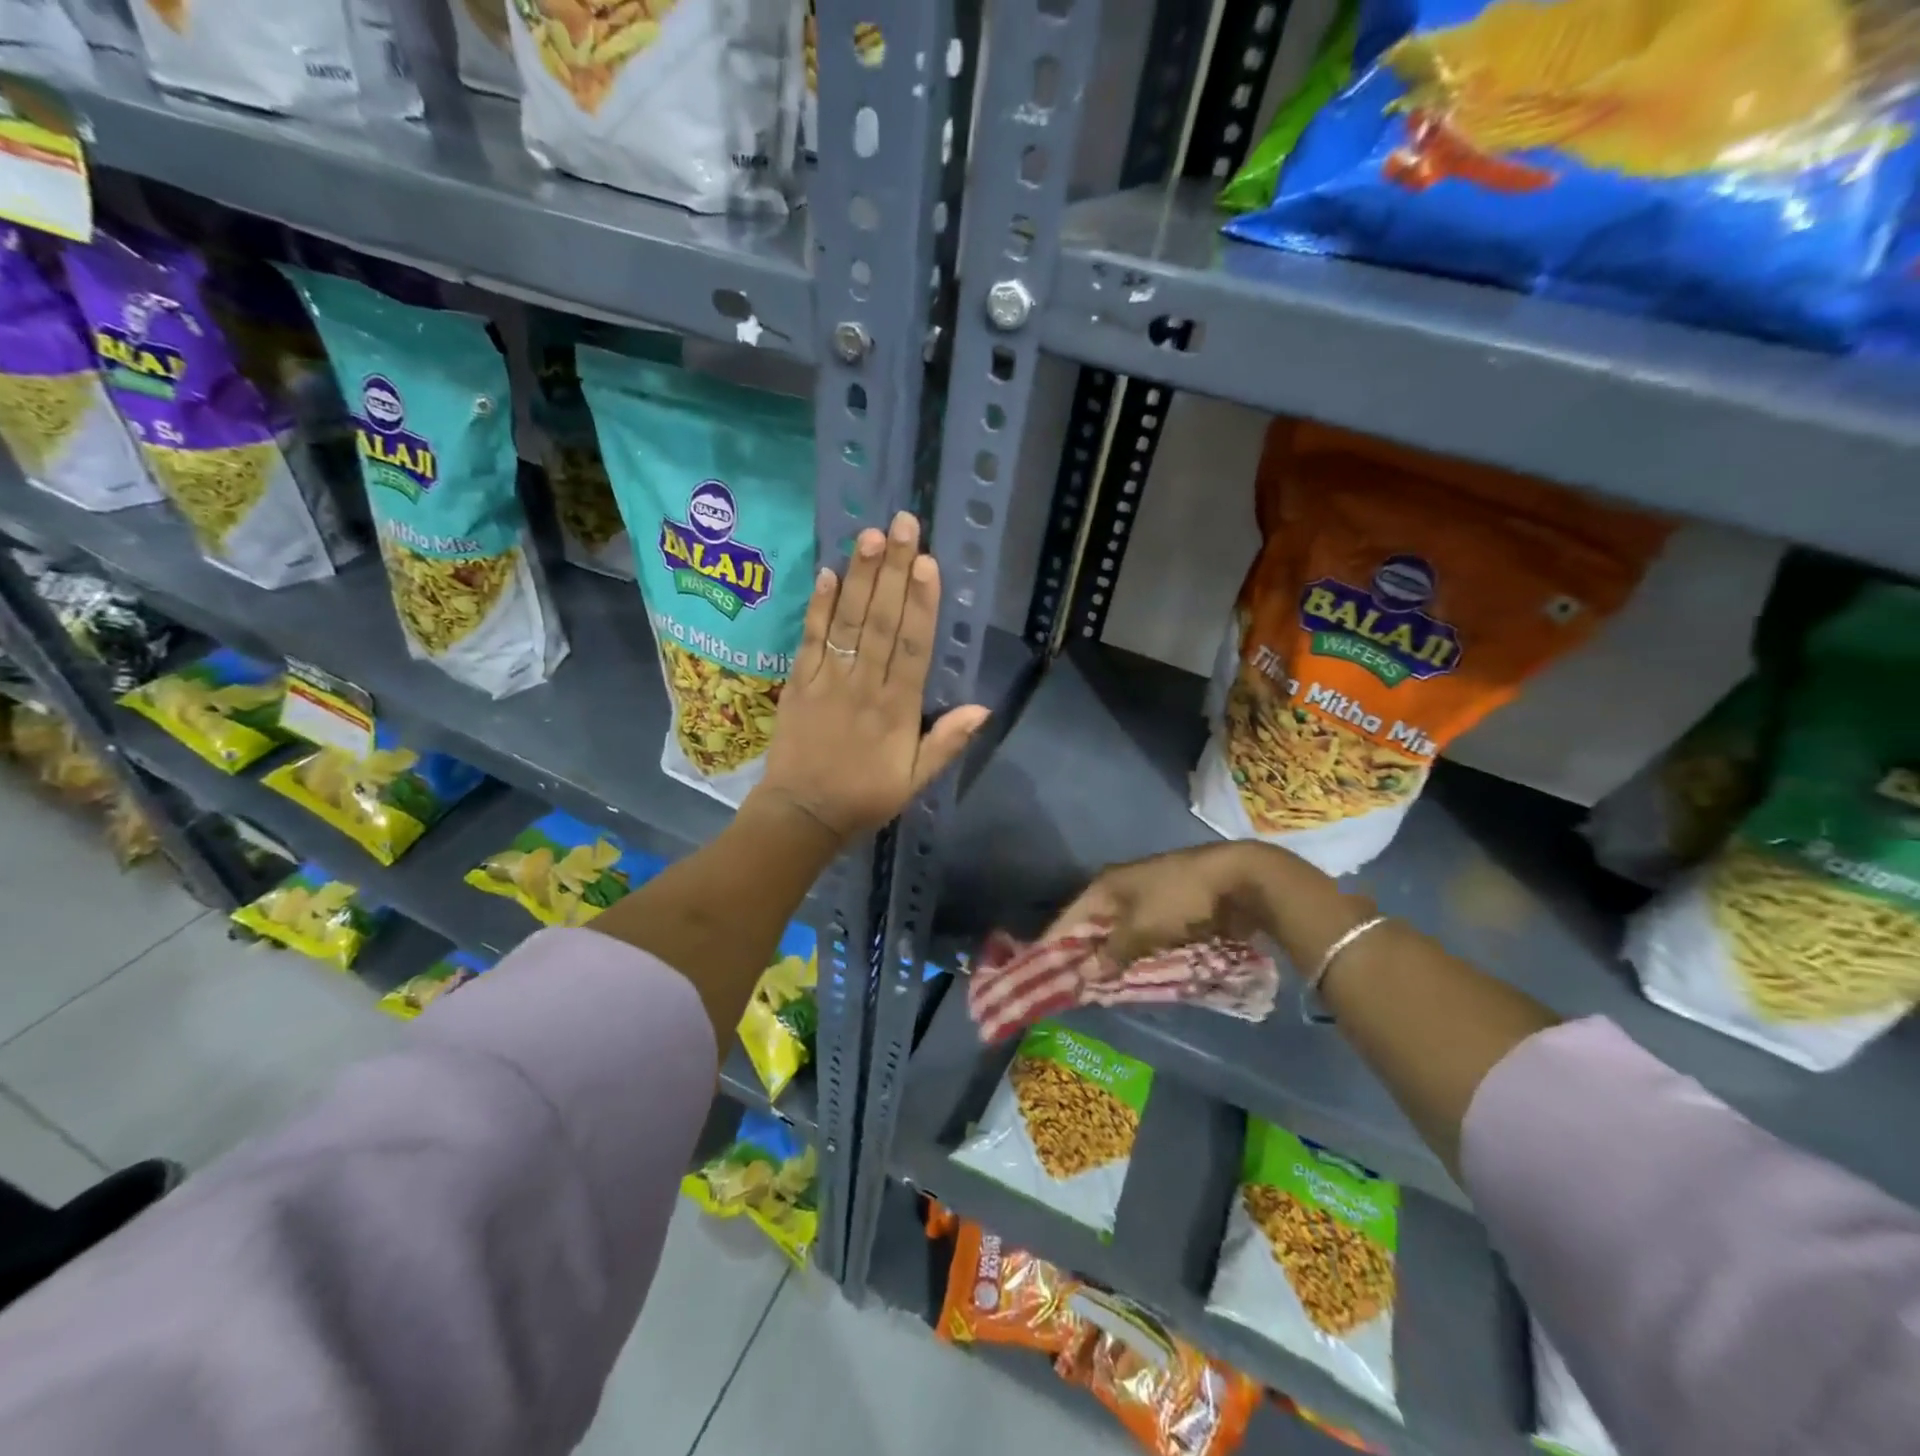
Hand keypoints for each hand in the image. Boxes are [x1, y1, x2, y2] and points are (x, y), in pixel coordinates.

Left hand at [753, 511, 989, 842]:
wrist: (800, 815)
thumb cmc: (864, 798)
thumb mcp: (914, 781)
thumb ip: (945, 743)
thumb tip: (983, 708)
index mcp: (896, 710)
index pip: (912, 647)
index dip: (921, 604)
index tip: (927, 563)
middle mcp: (864, 686)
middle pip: (880, 622)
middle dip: (892, 571)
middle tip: (901, 525)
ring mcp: (828, 681)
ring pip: (847, 622)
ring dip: (859, 577)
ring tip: (868, 536)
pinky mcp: (798, 683)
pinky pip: (810, 639)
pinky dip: (818, 606)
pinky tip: (827, 573)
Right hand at [1048, 840, 1359, 969]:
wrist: (1238, 880)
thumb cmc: (1181, 899)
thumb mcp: (1142, 928)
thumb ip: (1113, 952)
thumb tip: (1084, 974)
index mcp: (1106, 886)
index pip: (1069, 919)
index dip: (1054, 946)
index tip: (1040, 975)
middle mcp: (1120, 889)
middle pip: (1092, 927)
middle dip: (1083, 957)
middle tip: (1071, 990)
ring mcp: (1145, 898)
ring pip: (1117, 934)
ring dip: (1111, 959)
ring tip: (1099, 990)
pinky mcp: (1168, 910)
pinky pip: (1141, 937)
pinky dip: (1135, 955)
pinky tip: (1132, 976)